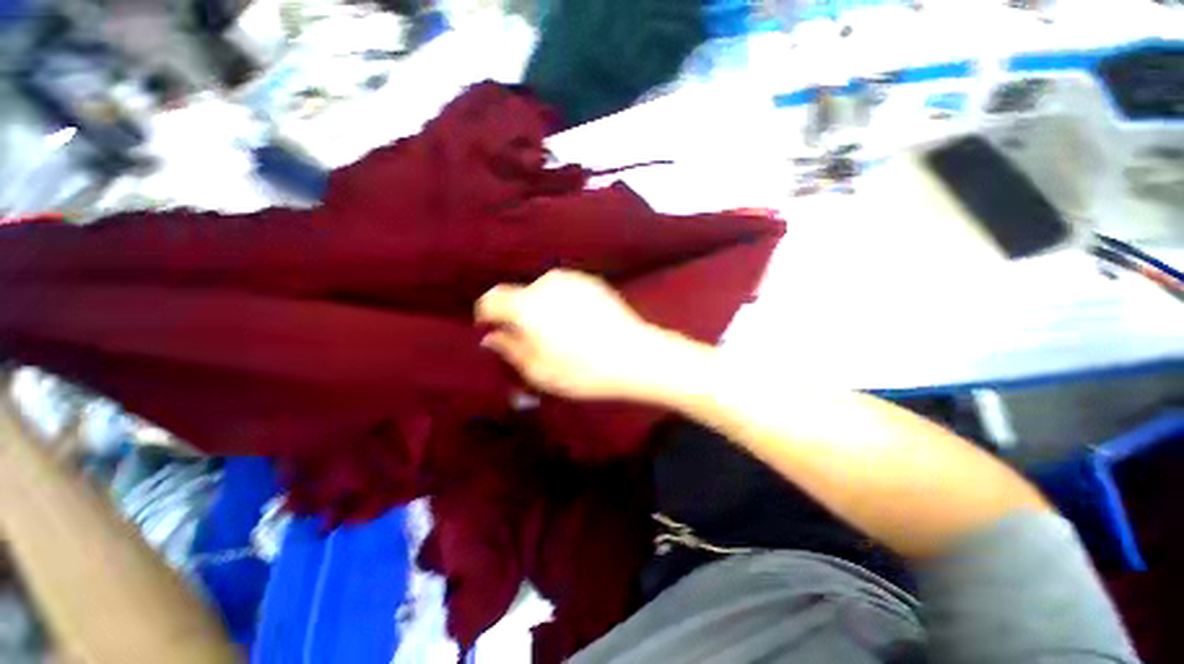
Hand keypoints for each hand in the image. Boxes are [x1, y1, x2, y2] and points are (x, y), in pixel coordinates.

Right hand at [475, 270, 670, 399]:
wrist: (636, 355)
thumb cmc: (584, 371)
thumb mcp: (540, 371)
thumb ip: (511, 350)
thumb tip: (492, 337)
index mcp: (528, 306)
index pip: (493, 299)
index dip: (488, 313)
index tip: (493, 329)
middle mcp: (547, 284)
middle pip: (520, 296)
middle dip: (519, 315)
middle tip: (535, 341)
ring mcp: (572, 279)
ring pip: (543, 292)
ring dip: (543, 309)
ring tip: (562, 334)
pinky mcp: (592, 281)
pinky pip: (565, 291)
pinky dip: (563, 304)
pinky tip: (581, 324)